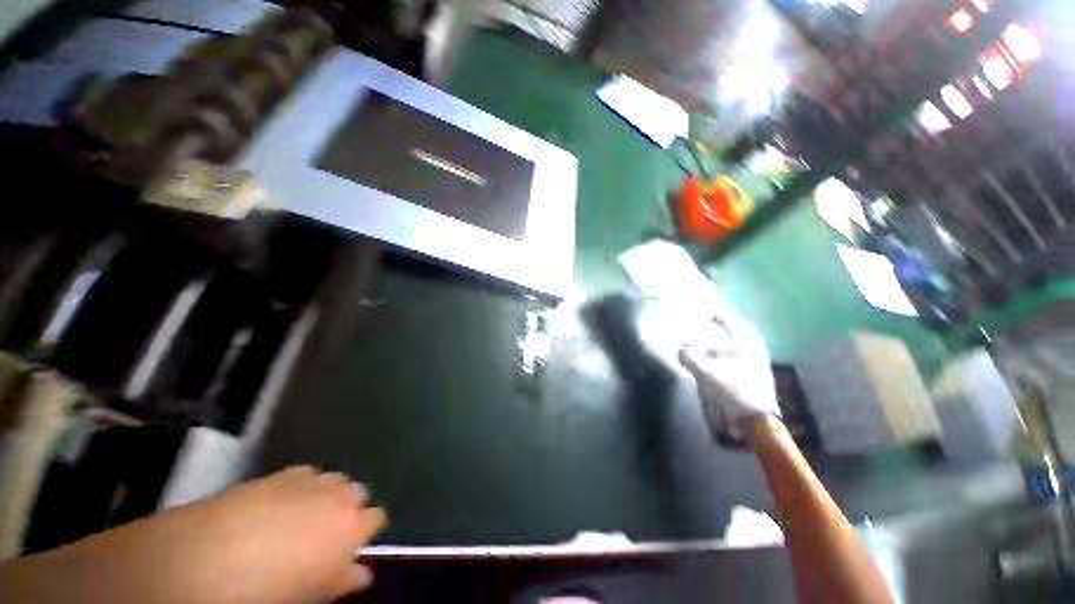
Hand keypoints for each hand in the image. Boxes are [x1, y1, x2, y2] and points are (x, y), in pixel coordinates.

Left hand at [0, 466, 386, 603]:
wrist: (202, 560)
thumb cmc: (263, 592)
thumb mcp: (307, 596)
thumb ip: (339, 581)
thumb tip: (360, 574)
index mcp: (350, 526)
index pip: (376, 518)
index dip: (368, 532)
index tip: (356, 546)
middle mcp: (337, 495)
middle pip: (357, 492)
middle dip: (349, 509)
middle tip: (327, 536)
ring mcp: (308, 480)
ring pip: (333, 480)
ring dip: (327, 496)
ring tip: (303, 521)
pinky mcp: (276, 474)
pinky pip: (304, 475)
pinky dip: (302, 487)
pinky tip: (281, 506)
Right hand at [679, 311, 779, 441]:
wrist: (758, 419)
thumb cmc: (733, 390)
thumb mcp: (706, 373)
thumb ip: (690, 359)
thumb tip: (680, 351)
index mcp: (744, 346)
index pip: (734, 324)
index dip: (721, 317)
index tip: (711, 314)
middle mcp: (754, 352)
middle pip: (742, 335)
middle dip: (728, 329)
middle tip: (716, 327)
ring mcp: (759, 366)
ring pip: (743, 348)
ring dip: (729, 344)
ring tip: (715, 346)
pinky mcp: (759, 379)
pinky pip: (744, 359)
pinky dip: (732, 357)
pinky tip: (723, 364)